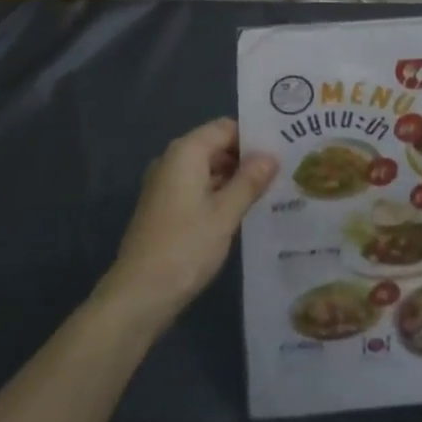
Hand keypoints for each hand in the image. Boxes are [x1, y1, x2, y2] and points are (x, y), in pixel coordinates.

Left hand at [98, 118, 276, 331]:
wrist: (138, 294)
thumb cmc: (185, 247)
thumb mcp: (224, 214)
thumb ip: (249, 181)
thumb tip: (271, 155)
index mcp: (186, 152)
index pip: (225, 128)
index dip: (253, 137)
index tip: (282, 150)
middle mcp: (172, 160)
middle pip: (215, 146)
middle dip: (245, 159)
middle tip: (282, 172)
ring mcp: (165, 184)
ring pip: (207, 169)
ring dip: (234, 179)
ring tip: (270, 192)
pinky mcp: (164, 207)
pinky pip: (197, 188)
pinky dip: (218, 194)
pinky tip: (242, 211)